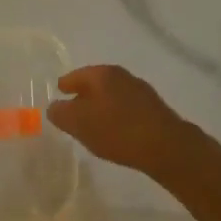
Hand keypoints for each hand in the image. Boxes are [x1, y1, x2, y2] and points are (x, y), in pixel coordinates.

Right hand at [47, 65, 214, 185]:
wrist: (166, 146)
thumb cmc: (117, 130)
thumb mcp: (79, 124)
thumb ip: (61, 113)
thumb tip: (54, 107)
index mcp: (102, 73)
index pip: (75, 76)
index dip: (64, 86)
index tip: (58, 94)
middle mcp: (122, 75)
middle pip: (95, 84)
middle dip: (83, 96)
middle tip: (73, 111)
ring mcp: (140, 90)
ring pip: (112, 95)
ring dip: (101, 106)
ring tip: (93, 124)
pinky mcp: (154, 108)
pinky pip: (126, 108)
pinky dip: (116, 116)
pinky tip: (115, 131)